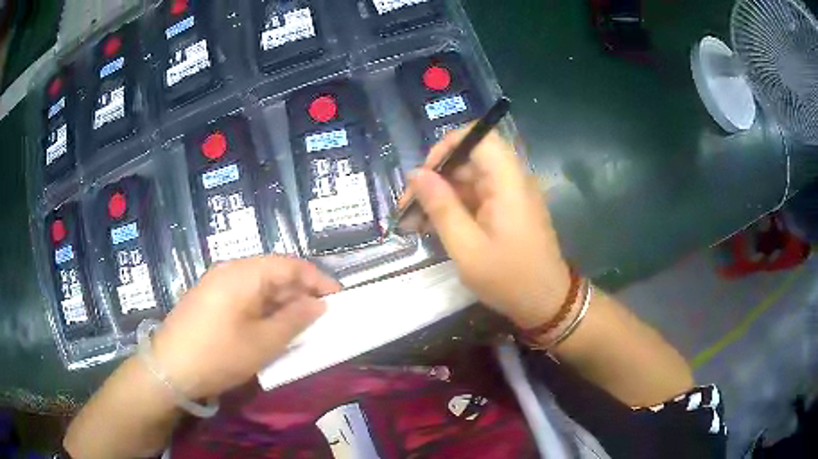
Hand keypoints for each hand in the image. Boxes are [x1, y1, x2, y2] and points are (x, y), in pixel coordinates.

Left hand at [151, 256, 340, 399]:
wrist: (169, 368)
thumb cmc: (218, 354)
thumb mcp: (263, 343)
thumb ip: (294, 320)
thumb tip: (318, 304)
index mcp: (243, 273)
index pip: (290, 265)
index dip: (318, 279)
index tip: (339, 298)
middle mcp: (230, 270)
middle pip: (274, 272)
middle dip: (300, 292)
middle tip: (321, 317)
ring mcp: (217, 284)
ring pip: (259, 285)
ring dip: (282, 303)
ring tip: (300, 325)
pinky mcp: (210, 299)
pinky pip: (245, 296)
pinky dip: (263, 309)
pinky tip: (270, 328)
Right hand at [402, 129, 569, 328]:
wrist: (546, 304)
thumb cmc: (509, 279)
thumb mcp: (467, 247)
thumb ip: (441, 207)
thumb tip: (416, 173)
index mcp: (508, 182)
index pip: (479, 136)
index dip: (448, 146)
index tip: (424, 174)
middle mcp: (511, 180)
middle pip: (469, 159)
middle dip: (436, 178)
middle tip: (408, 207)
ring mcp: (509, 196)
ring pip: (469, 180)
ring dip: (440, 196)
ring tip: (413, 222)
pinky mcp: (507, 210)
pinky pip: (476, 198)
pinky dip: (454, 208)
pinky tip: (431, 227)